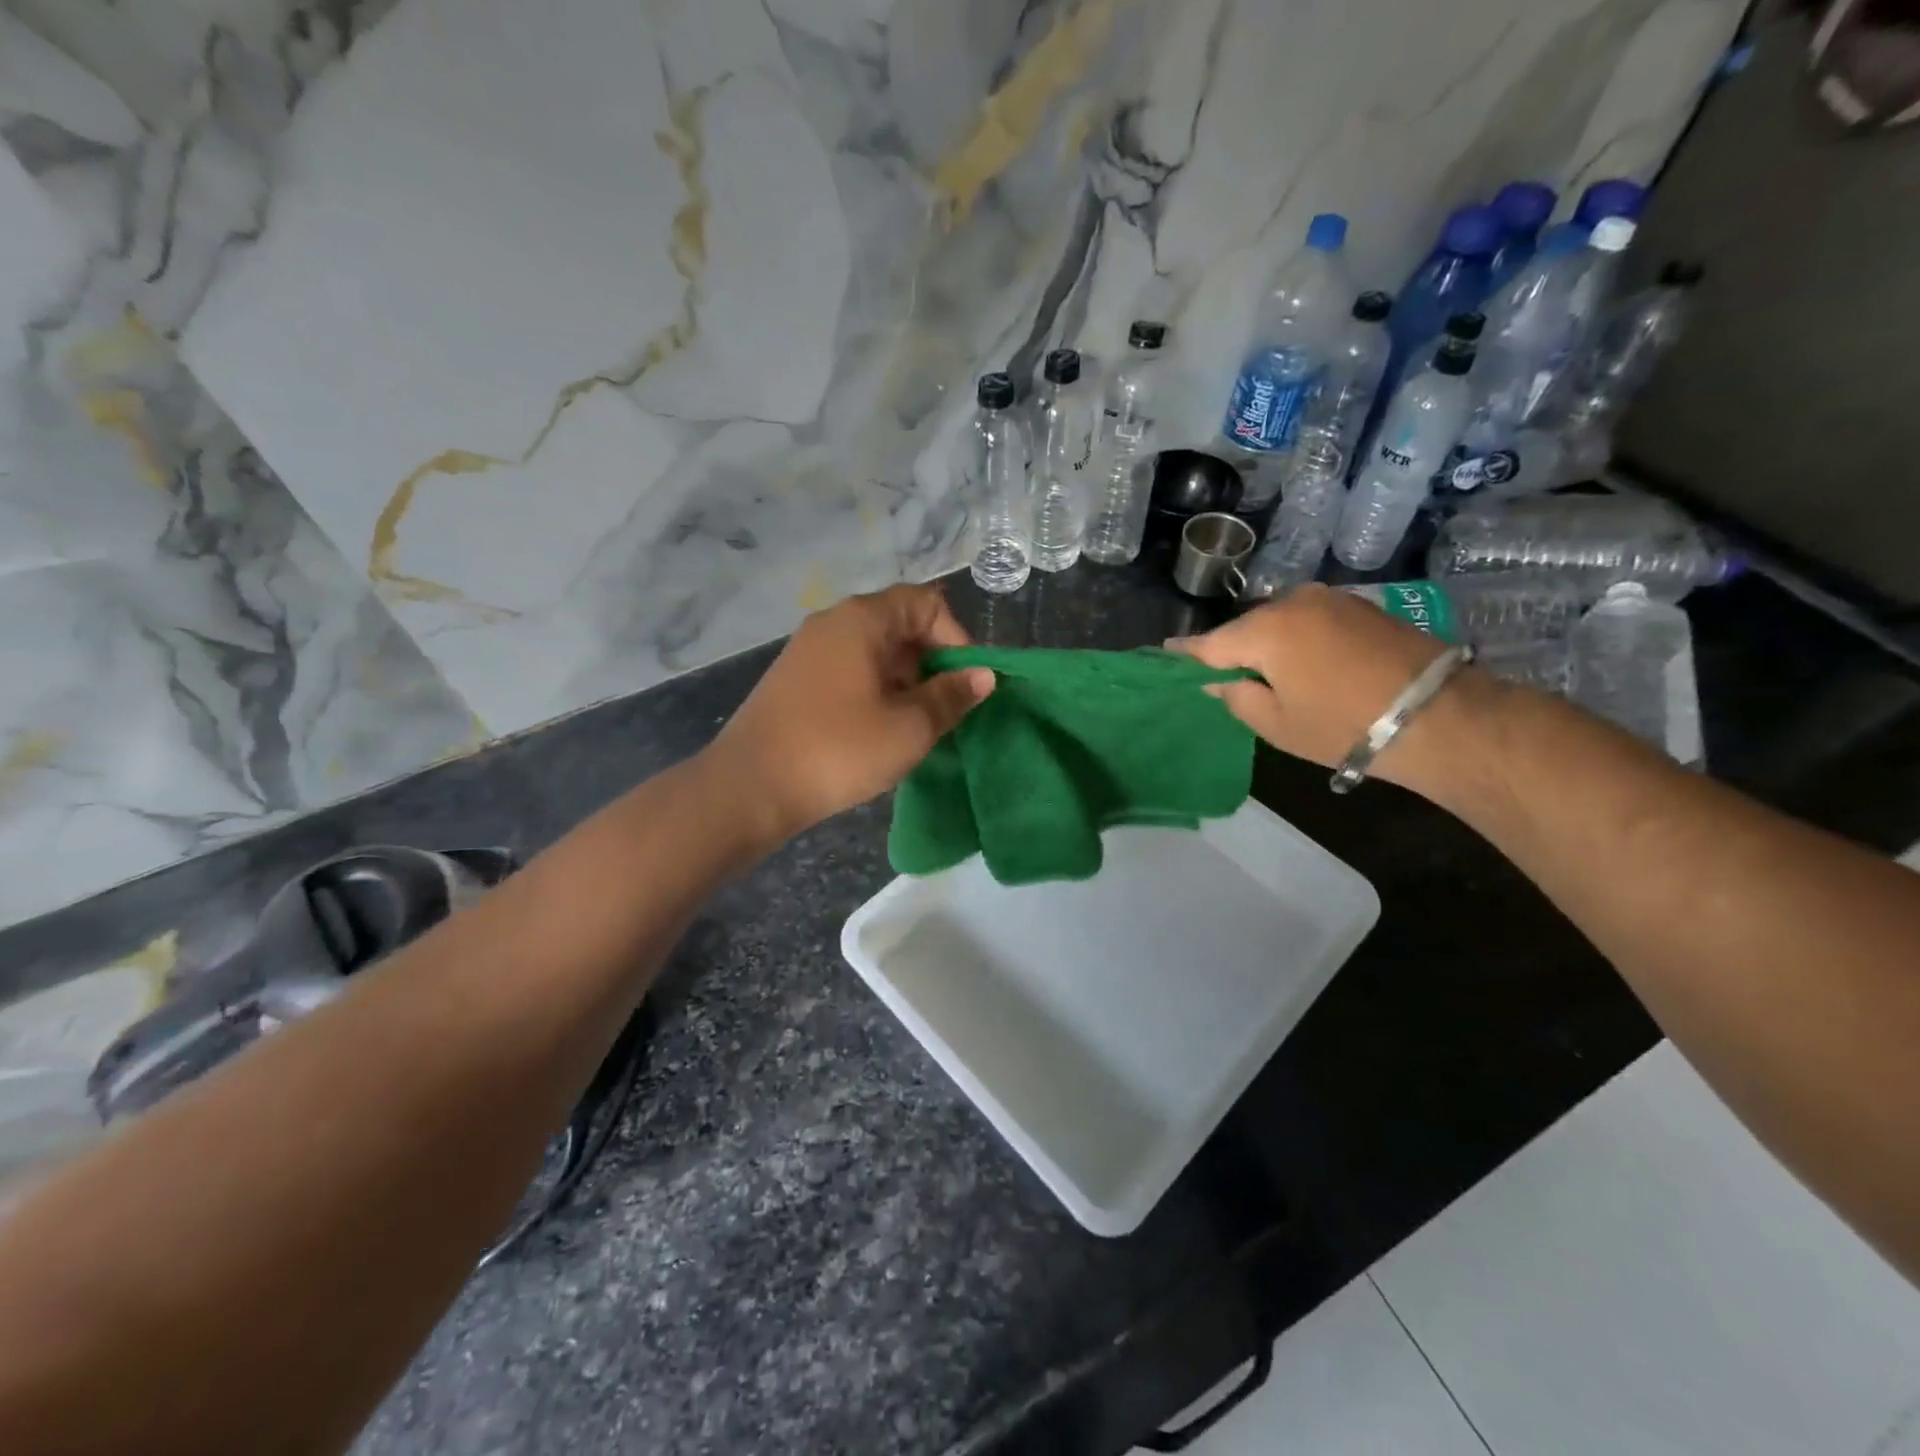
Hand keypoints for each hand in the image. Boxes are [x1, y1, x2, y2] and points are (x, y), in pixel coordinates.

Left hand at [702, 583, 994, 846]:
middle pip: (899, 624)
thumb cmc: (839, 749)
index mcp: (862, 619)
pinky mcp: (796, 680)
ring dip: (906, 681)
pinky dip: (876, 690)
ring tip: (918, 724)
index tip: (967, 682)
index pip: (925, 603)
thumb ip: (951, 696)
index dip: (956, 637)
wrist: (750, 787)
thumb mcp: (909, 727)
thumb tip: (984, 676)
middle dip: (933, 662)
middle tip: (947, 707)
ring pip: (874, 652)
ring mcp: (809, 651)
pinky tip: (880, 730)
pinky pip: (850, 671)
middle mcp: (832, 623)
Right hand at [1174, 584, 1490, 795]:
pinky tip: (1306, 665)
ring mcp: (1332, 600)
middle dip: (1233, 651)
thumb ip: (1237, 696)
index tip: (1162, 656)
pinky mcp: (1361, 607)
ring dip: (1269, 645)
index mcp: (1265, 630)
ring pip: (1280, 622)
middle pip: (1246, 629)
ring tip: (1268, 675)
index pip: (1209, 643)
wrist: (1439, 715)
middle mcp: (1294, 602)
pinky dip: (1299, 640)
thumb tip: (1220, 680)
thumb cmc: (1343, 725)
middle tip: (1224, 678)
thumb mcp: (1277, 724)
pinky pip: (1311, 622)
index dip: (1185, 654)